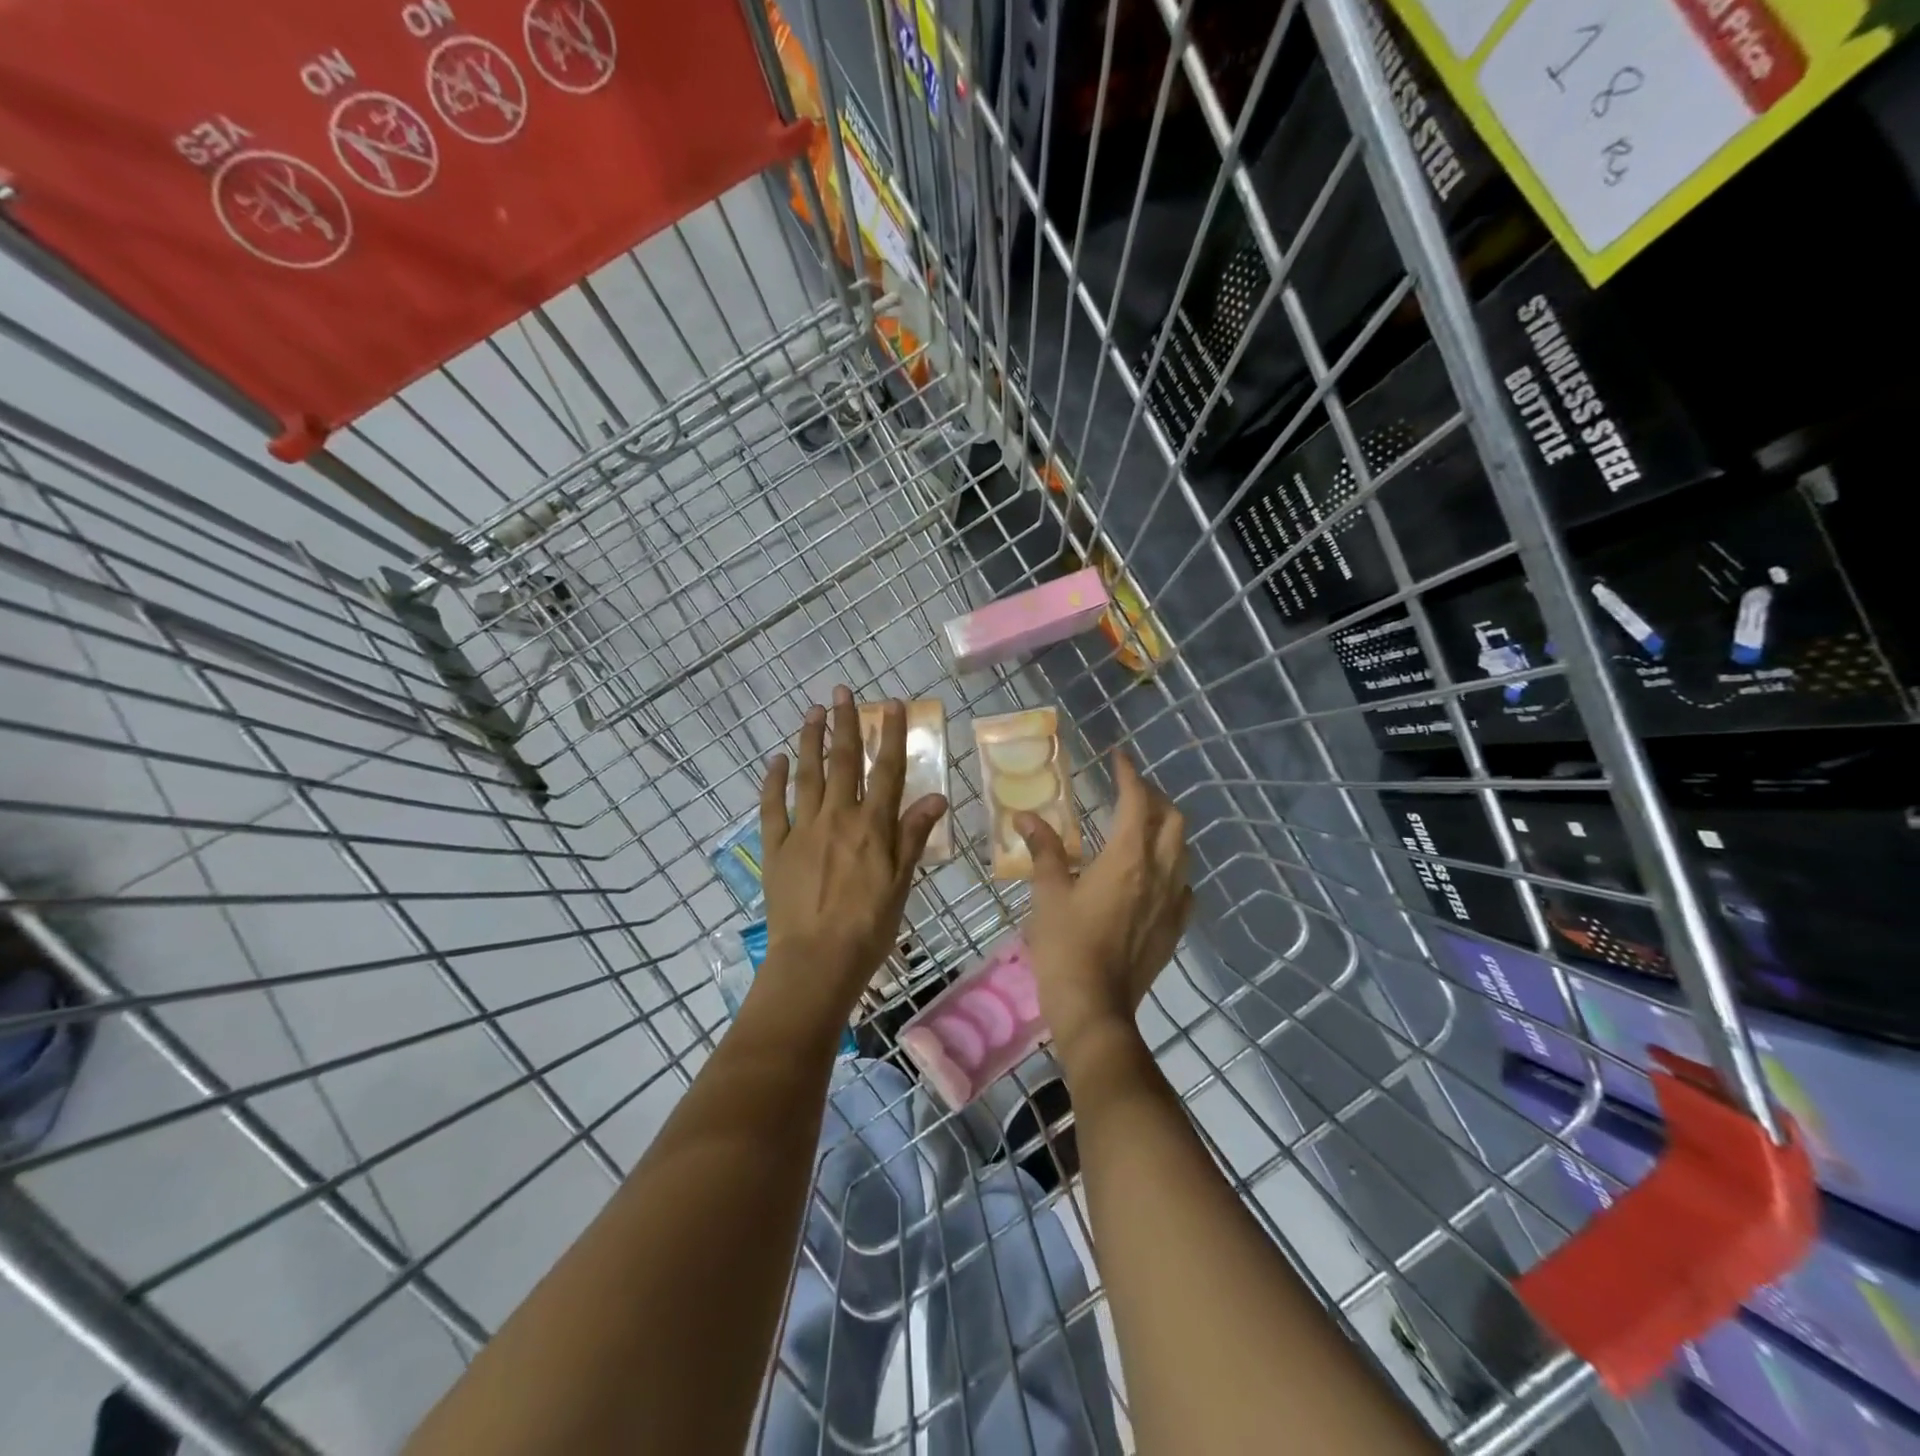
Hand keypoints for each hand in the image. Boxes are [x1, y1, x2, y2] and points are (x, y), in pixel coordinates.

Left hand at [753, 687, 947, 1029]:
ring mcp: (803, 830)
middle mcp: (838, 818)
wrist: (816, 960)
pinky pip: (773, 807)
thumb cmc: (868, 927)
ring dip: (810, 740)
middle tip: (842, 691)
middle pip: (843, 762)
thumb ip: (913, 837)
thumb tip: (936, 797)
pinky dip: (774, 781)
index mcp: (873, 827)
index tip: (891, 704)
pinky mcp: (776, 847)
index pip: (886, 771)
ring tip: (812, 711)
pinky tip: (777, 760)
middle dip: (845, 724)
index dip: (890, 735)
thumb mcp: (901, 883)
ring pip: (808, 775)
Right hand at [1016, 752, 1190, 1059]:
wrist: (1095, 1007)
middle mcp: (1160, 872)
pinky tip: (1152, 876)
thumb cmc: (1066, 945)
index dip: (1129, 774)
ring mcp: (1173, 902)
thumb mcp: (1048, 892)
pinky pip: (1184, 885)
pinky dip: (1172, 868)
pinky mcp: (1175, 927)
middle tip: (1128, 793)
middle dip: (1153, 798)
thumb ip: (1044, 850)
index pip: (1136, 801)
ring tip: (1139, 828)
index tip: (1118, 757)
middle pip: (1172, 820)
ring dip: (1165, 830)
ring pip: (1182, 851)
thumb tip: (1026, 816)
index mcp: (1128, 858)